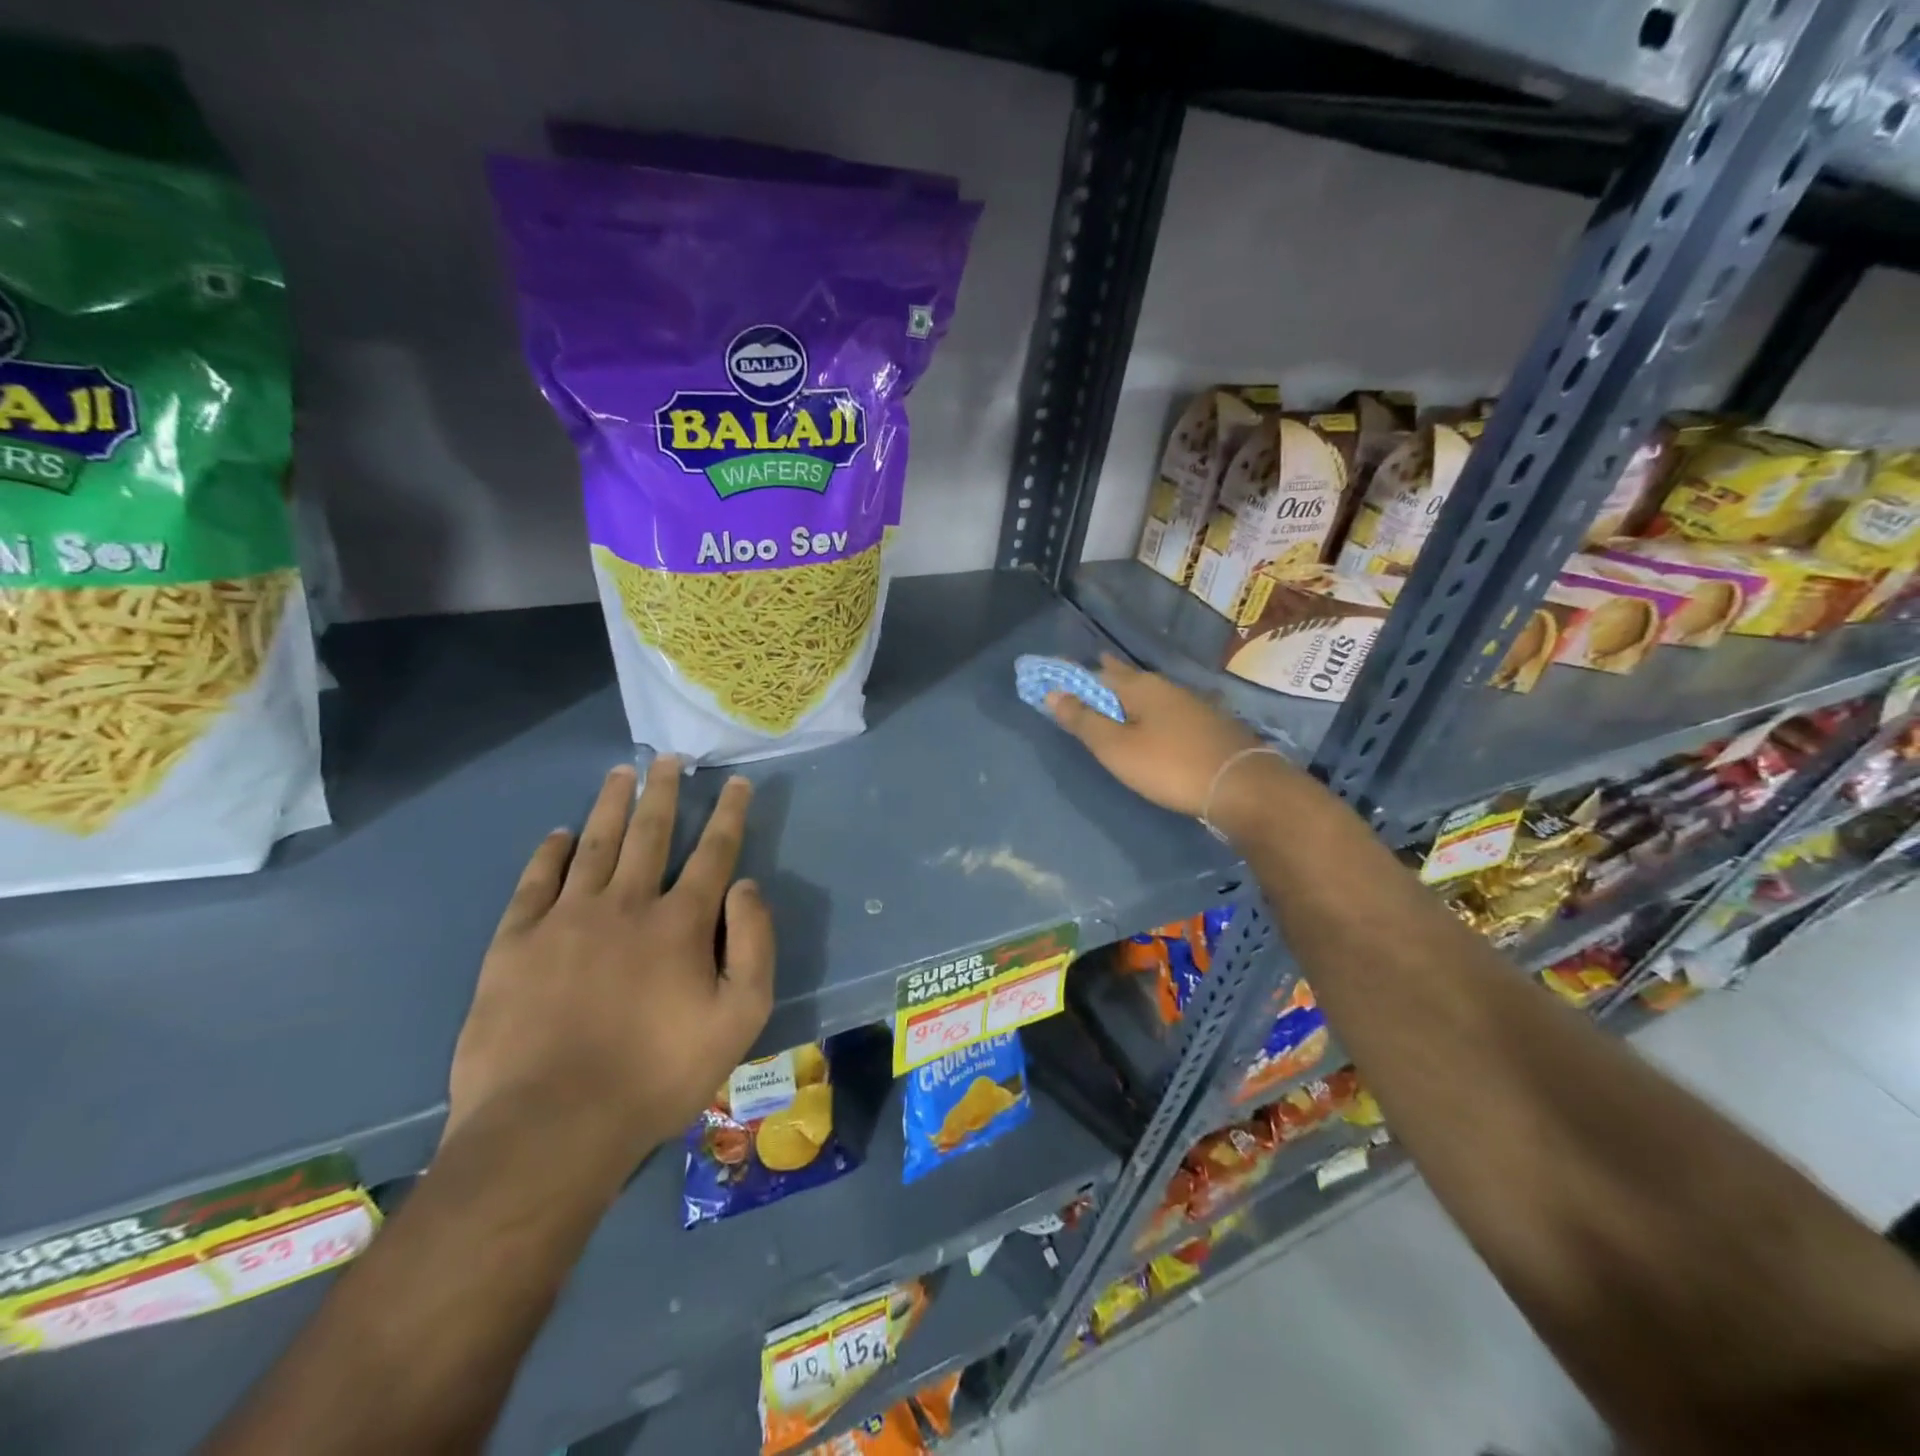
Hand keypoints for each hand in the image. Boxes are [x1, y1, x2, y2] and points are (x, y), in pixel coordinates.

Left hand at [446, 759, 774, 1169]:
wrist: (550, 1127)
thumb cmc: (657, 1075)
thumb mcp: (739, 1018)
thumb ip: (753, 945)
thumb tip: (748, 886)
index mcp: (680, 922)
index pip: (713, 853)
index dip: (729, 814)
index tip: (737, 783)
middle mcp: (624, 904)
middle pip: (648, 833)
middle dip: (664, 792)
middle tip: (668, 759)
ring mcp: (565, 919)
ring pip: (593, 844)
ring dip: (610, 806)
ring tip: (620, 774)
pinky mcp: (515, 943)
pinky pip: (535, 882)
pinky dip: (548, 853)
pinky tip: (557, 834)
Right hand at [1046, 654, 1272, 817]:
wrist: (1240, 786)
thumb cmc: (1169, 765)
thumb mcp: (1116, 747)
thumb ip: (1084, 720)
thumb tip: (1052, 693)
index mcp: (1139, 686)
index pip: (1096, 672)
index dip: (1074, 677)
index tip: (1055, 679)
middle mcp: (1165, 686)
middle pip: (1125, 678)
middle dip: (1103, 677)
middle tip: (1083, 678)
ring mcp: (1190, 703)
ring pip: (1148, 693)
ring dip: (1127, 694)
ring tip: (1111, 699)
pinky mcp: (1206, 723)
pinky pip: (1165, 709)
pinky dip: (1148, 710)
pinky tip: (1150, 719)